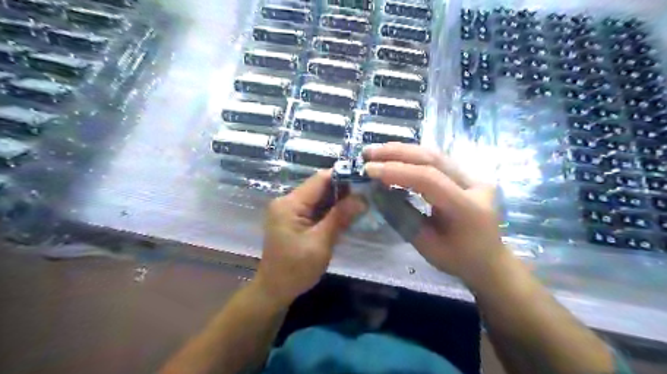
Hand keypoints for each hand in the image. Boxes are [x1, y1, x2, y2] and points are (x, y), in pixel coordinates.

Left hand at [256, 171, 369, 307]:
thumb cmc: (296, 269)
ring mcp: (289, 210)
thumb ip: (340, 217)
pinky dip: (330, 210)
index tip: (364, 180)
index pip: (319, 179)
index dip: (342, 176)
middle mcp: (287, 201)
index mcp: (290, 204)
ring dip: (338, 200)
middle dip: (343, 189)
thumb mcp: (321, 243)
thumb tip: (362, 197)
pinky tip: (345, 214)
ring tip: (361, 202)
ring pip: (318, 197)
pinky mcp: (293, 219)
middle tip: (367, 194)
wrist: (274, 290)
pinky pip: (314, 208)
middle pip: (319, 187)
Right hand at [363, 144, 508, 288]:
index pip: (428, 179)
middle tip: (368, 153)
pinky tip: (395, 157)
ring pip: (435, 155)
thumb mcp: (426, 245)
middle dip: (397, 153)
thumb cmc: (459, 260)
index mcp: (467, 208)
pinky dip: (413, 157)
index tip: (369, 170)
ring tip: (377, 152)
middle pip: (432, 159)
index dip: (396, 171)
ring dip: (403, 151)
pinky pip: (437, 161)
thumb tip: (377, 191)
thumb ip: (402, 216)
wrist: (490, 261)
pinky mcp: (467, 175)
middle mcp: (475, 185)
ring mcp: (474, 177)